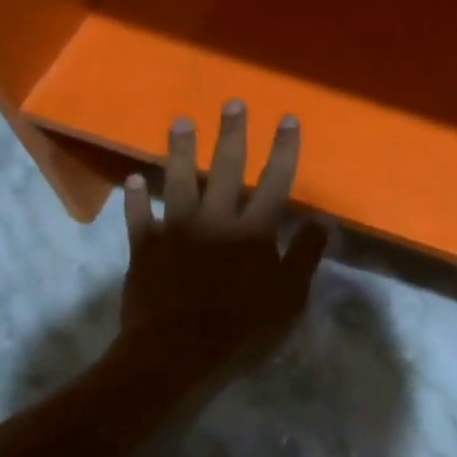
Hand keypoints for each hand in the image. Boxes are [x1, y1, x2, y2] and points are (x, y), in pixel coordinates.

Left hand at [115, 101, 328, 388]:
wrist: (177, 353)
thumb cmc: (242, 328)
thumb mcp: (289, 297)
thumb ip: (305, 255)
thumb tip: (324, 220)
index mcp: (253, 230)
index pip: (275, 181)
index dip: (283, 149)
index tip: (287, 119)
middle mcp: (215, 219)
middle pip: (225, 168)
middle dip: (232, 134)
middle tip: (232, 103)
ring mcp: (176, 231)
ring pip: (178, 182)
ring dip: (179, 151)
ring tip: (180, 123)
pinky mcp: (145, 249)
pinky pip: (139, 217)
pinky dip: (136, 199)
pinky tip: (133, 180)